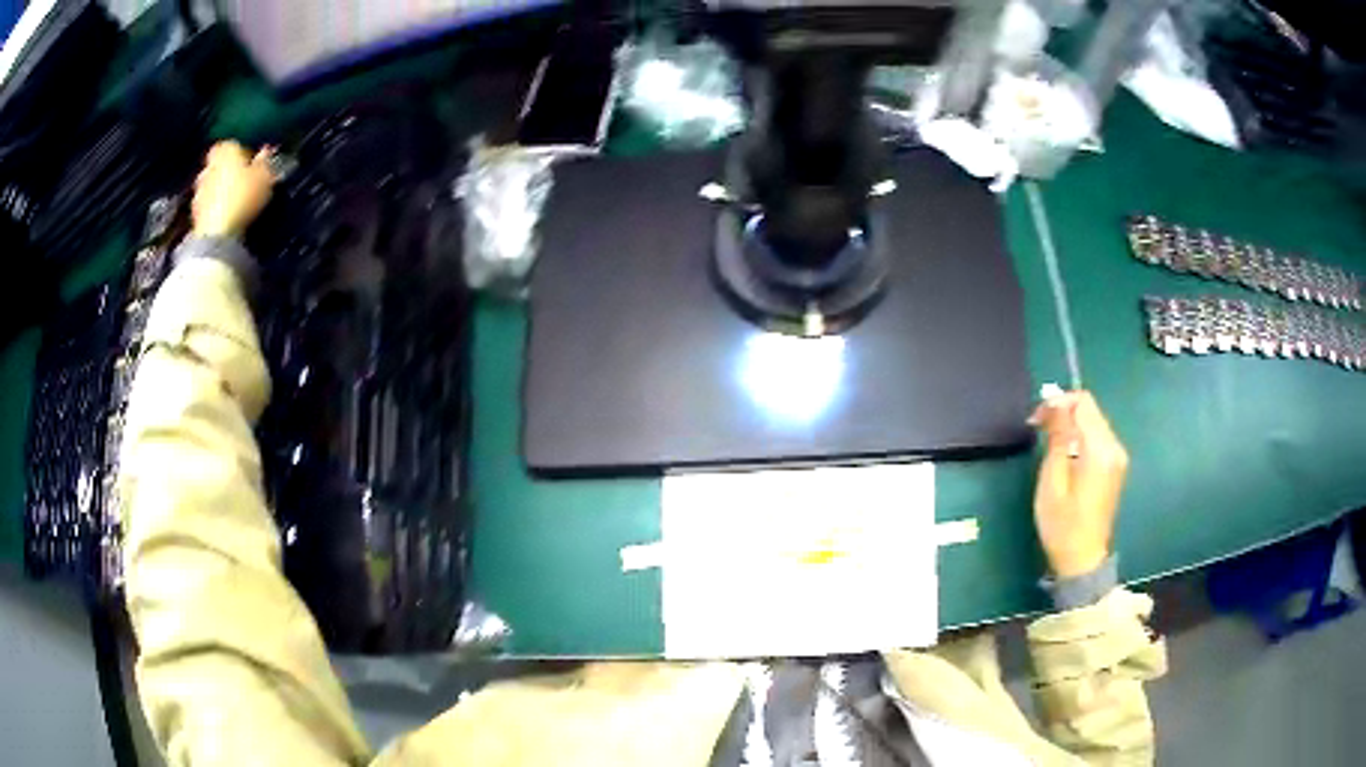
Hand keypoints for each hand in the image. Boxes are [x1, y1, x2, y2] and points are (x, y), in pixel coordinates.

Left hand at [191, 141, 273, 237]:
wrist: (217, 234)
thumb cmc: (243, 196)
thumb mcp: (264, 177)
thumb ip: (264, 162)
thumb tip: (266, 151)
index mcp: (226, 150)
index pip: (232, 144)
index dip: (242, 153)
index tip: (251, 164)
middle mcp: (208, 166)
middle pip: (219, 165)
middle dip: (228, 172)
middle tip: (242, 183)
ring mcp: (198, 190)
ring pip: (212, 185)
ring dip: (220, 192)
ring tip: (235, 204)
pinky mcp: (194, 214)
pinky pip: (207, 206)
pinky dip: (215, 209)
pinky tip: (226, 218)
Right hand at [1029, 390, 1128, 578]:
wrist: (1082, 559)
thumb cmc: (1062, 525)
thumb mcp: (1052, 481)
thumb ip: (1057, 438)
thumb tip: (1055, 404)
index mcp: (1100, 450)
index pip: (1083, 404)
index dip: (1058, 402)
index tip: (1036, 417)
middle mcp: (1114, 447)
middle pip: (1090, 410)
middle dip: (1064, 411)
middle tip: (1038, 426)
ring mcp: (1118, 457)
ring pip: (1094, 422)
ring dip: (1071, 423)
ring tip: (1048, 439)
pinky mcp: (1116, 466)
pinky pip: (1098, 437)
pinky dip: (1080, 436)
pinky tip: (1065, 452)